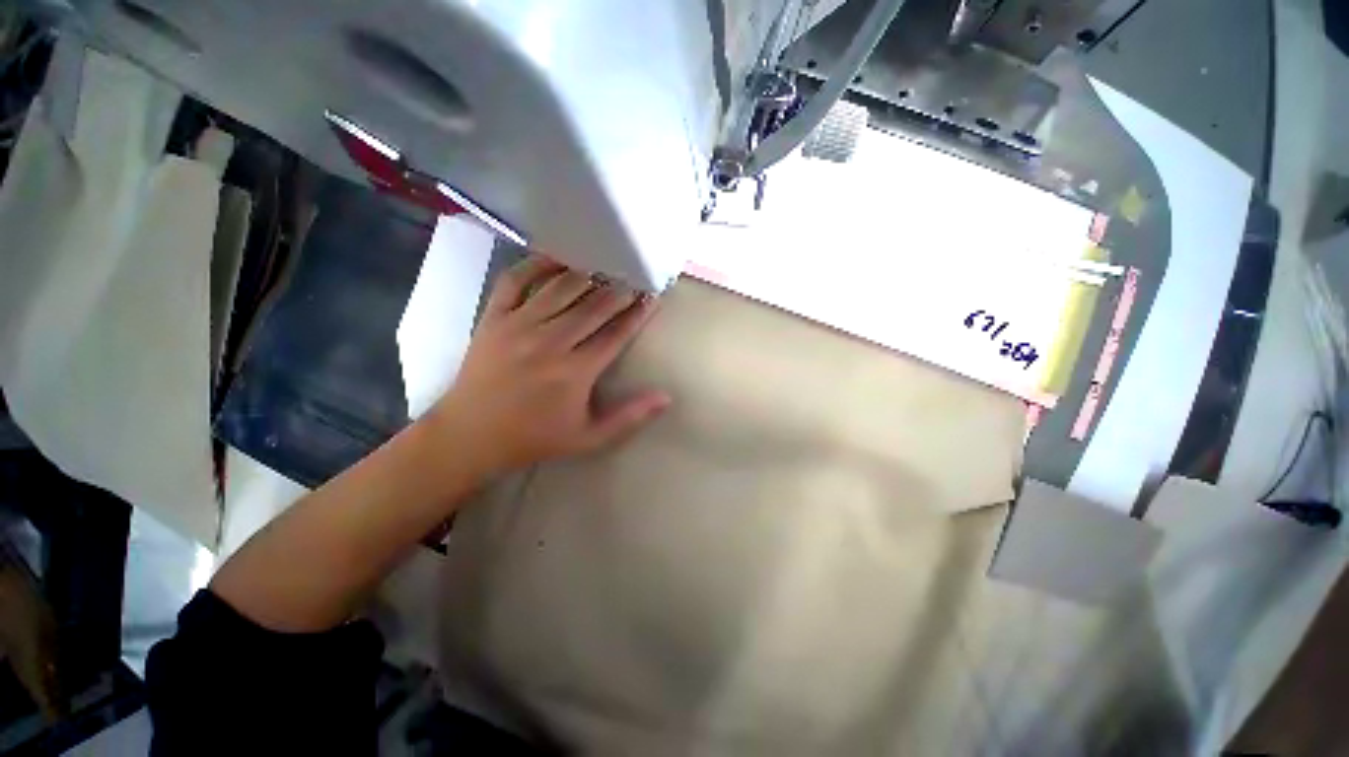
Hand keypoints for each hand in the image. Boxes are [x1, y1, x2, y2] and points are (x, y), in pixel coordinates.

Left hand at [426, 254, 670, 479]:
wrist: (469, 435)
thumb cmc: (534, 438)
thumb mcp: (588, 438)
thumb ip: (629, 417)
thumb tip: (665, 397)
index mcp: (575, 372)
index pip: (616, 334)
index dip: (638, 314)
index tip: (653, 298)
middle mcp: (550, 342)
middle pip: (594, 306)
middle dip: (620, 290)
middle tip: (635, 277)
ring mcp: (519, 325)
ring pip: (561, 288)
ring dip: (588, 273)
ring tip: (606, 264)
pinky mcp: (493, 317)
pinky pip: (515, 280)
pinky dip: (536, 264)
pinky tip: (557, 257)